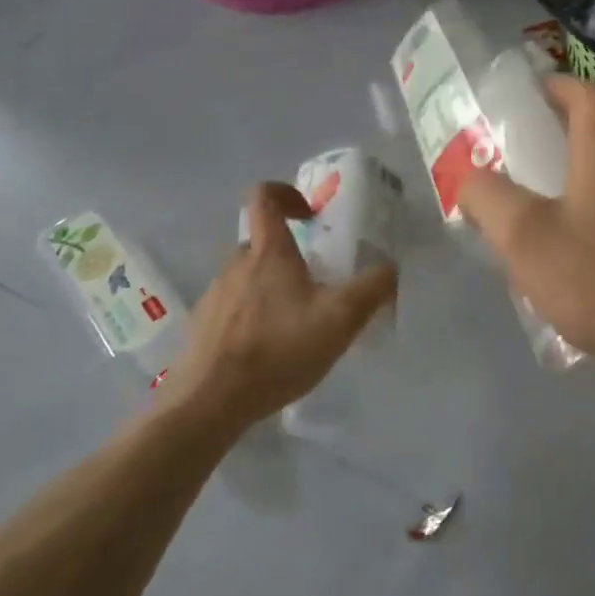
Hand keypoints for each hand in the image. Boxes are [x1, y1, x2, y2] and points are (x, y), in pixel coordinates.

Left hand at [172, 184, 397, 430]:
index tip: (311, 214)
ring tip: (298, 323)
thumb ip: (373, 287)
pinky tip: (272, 350)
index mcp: (268, 251)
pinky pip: (234, 308)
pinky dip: (255, 317)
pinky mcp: (203, 327)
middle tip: (319, 282)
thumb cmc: (279, 349)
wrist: (211, 402)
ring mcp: (214, 296)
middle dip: (291, 254)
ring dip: (274, 288)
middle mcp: (235, 264)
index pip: (264, 196)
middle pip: (262, 242)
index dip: (287, 193)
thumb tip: (391, 268)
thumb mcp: (341, 318)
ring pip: (249, 277)